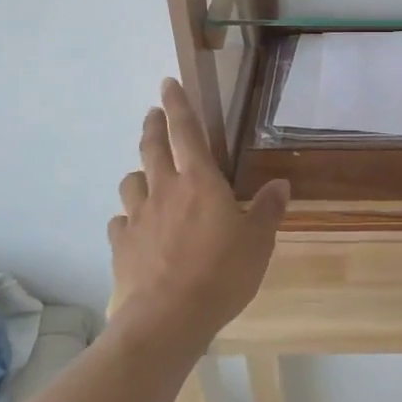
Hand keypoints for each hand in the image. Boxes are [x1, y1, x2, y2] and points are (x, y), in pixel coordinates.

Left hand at [107, 78, 289, 353]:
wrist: (168, 318)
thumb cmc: (222, 273)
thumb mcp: (258, 242)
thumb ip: (267, 210)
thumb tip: (281, 184)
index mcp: (200, 181)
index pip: (186, 131)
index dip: (178, 104)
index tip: (167, 83)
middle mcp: (164, 190)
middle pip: (151, 148)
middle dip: (153, 126)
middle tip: (153, 114)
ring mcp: (138, 217)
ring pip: (131, 182)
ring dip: (138, 173)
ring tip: (145, 175)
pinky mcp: (121, 245)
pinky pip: (120, 222)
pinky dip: (127, 218)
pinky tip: (133, 227)